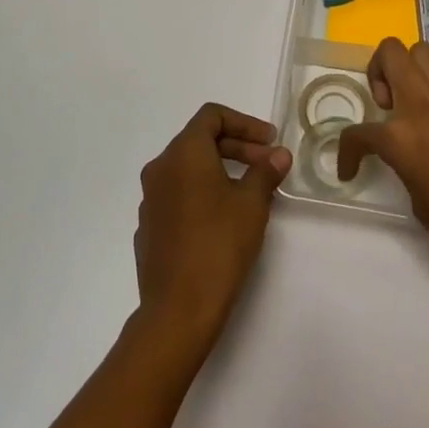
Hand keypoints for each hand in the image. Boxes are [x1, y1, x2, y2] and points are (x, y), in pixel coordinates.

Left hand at [133, 104, 291, 351]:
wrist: (177, 310)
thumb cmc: (218, 246)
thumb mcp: (252, 204)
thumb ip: (265, 172)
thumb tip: (279, 155)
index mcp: (183, 154)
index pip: (212, 116)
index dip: (245, 123)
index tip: (270, 142)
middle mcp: (161, 168)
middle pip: (200, 141)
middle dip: (238, 148)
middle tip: (268, 166)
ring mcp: (150, 199)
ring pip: (189, 169)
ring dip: (221, 171)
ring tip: (251, 192)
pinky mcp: (149, 227)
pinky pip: (179, 194)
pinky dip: (203, 193)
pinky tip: (224, 219)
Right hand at [338, 39, 428, 276]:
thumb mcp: (416, 199)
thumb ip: (402, 164)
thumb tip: (405, 154)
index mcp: (400, 137)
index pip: (358, 133)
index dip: (347, 153)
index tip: (350, 168)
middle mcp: (422, 103)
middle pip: (389, 53)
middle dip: (377, 72)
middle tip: (386, 105)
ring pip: (421, 50)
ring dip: (410, 69)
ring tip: (414, 98)